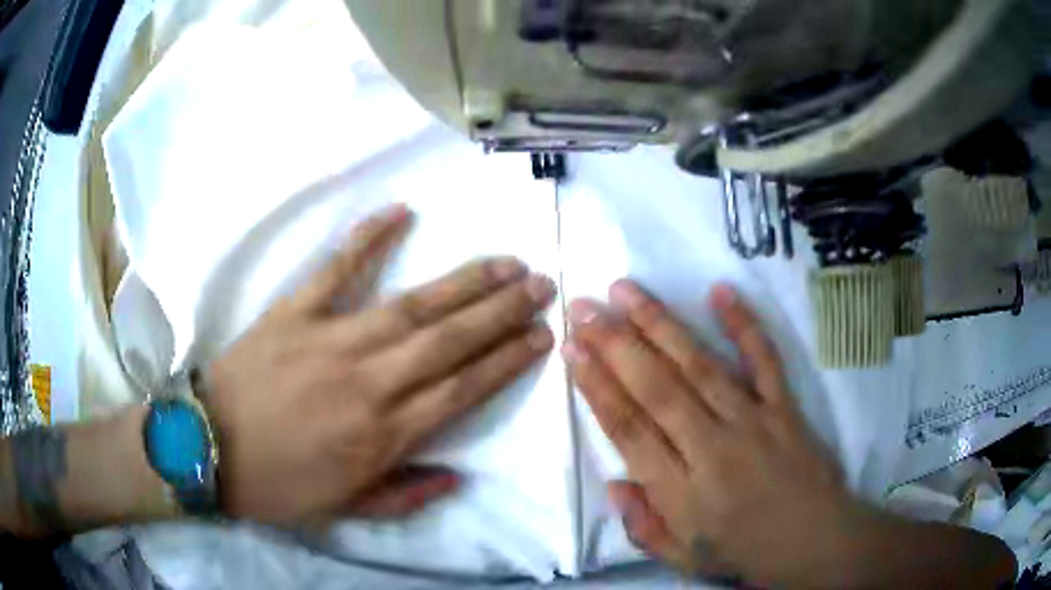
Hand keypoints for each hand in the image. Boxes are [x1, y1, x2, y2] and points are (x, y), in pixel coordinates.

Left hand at [203, 204, 555, 525]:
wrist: (208, 450)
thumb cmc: (278, 485)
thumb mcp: (346, 510)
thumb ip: (406, 496)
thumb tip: (458, 477)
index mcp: (383, 435)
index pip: (463, 389)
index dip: (507, 361)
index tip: (541, 335)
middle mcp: (369, 382)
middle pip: (451, 341)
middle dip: (503, 310)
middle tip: (542, 284)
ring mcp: (330, 340)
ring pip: (412, 306)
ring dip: (464, 281)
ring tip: (505, 261)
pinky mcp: (293, 313)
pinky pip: (335, 269)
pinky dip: (368, 239)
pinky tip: (402, 212)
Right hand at [563, 280, 865, 585]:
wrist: (814, 542)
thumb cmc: (744, 553)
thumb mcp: (683, 559)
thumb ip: (642, 526)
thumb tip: (613, 483)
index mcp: (681, 494)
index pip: (629, 430)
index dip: (597, 387)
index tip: (572, 351)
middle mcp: (712, 450)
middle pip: (656, 389)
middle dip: (615, 344)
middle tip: (584, 306)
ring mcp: (753, 422)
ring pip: (700, 366)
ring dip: (660, 325)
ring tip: (626, 290)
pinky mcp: (785, 408)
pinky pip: (764, 360)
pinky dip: (745, 325)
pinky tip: (720, 291)